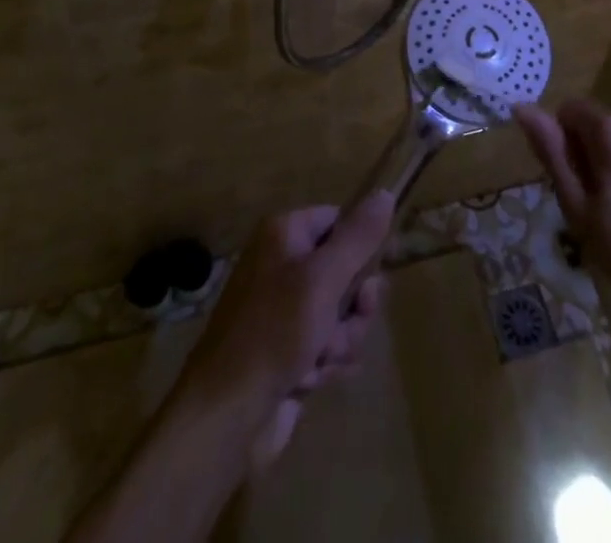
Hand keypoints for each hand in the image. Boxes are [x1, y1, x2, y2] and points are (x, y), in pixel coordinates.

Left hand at [176, 193, 392, 468]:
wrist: (225, 416)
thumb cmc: (274, 333)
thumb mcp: (323, 279)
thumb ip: (358, 237)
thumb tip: (385, 193)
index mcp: (284, 234)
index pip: (338, 220)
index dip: (359, 248)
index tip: (371, 277)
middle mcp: (282, 263)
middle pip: (344, 270)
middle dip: (352, 307)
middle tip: (342, 327)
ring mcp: (283, 309)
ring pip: (340, 311)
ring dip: (339, 339)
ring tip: (318, 360)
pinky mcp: (287, 348)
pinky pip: (326, 343)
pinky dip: (324, 362)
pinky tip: (307, 380)